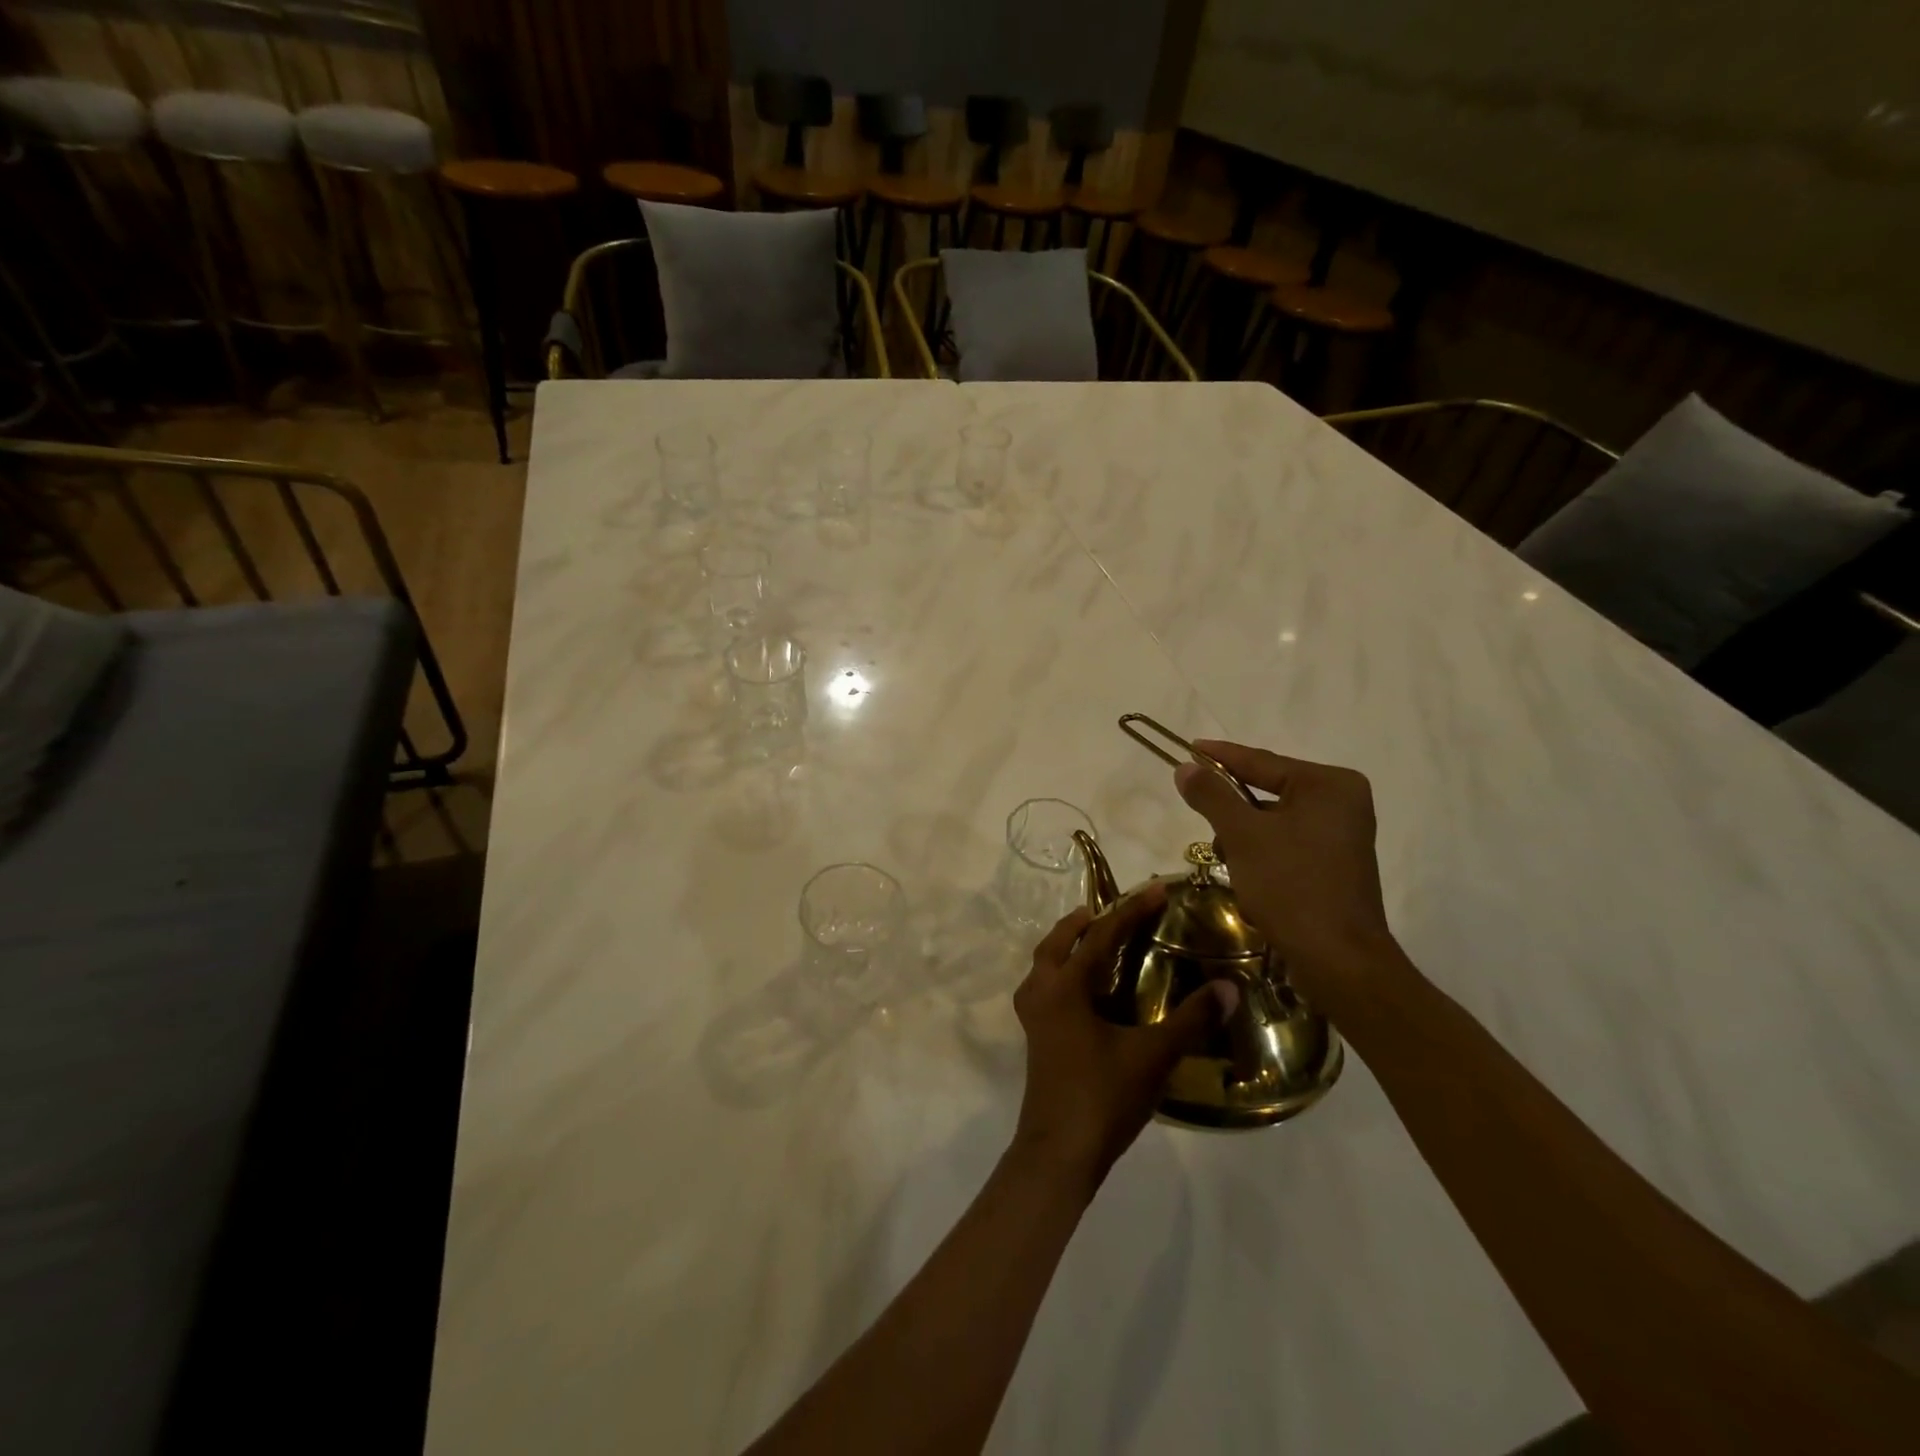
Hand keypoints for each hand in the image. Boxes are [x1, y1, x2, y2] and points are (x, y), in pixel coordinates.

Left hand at [1011, 886, 1237, 1190]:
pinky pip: (1045, 986)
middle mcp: (1042, 991)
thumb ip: (1190, 1020)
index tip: (1157, 889)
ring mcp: (1033, 1015)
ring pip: (1045, 962)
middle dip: (1086, 921)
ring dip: (1067, 944)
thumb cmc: (1103, 1097)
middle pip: (1058, 941)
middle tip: (1115, 911)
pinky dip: (1062, 971)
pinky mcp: (1035, 1036)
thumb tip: (1228, 987)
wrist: (1059, 1152)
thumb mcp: (1152, 1056)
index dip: (1131, 910)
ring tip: (1094, 938)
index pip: (1100, 936)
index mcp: (1065, 987)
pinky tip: (1084, 990)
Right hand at [1174, 740, 1400, 1005]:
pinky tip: (1246, 876)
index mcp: (1329, 784)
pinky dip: (1263, 854)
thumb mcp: (1242, 835)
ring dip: (1244, 837)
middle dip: (1231, 808)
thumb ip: (1212, 795)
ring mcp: (1343, 834)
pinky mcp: (1337, 864)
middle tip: (1198, 810)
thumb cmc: (1291, 885)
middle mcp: (1343, 802)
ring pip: (1275, 821)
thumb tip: (1186, 768)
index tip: (1189, 747)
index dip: (1220, 756)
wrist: (1338, 959)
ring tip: (1224, 857)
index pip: (1262, 761)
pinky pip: (1288, 843)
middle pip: (1268, 791)